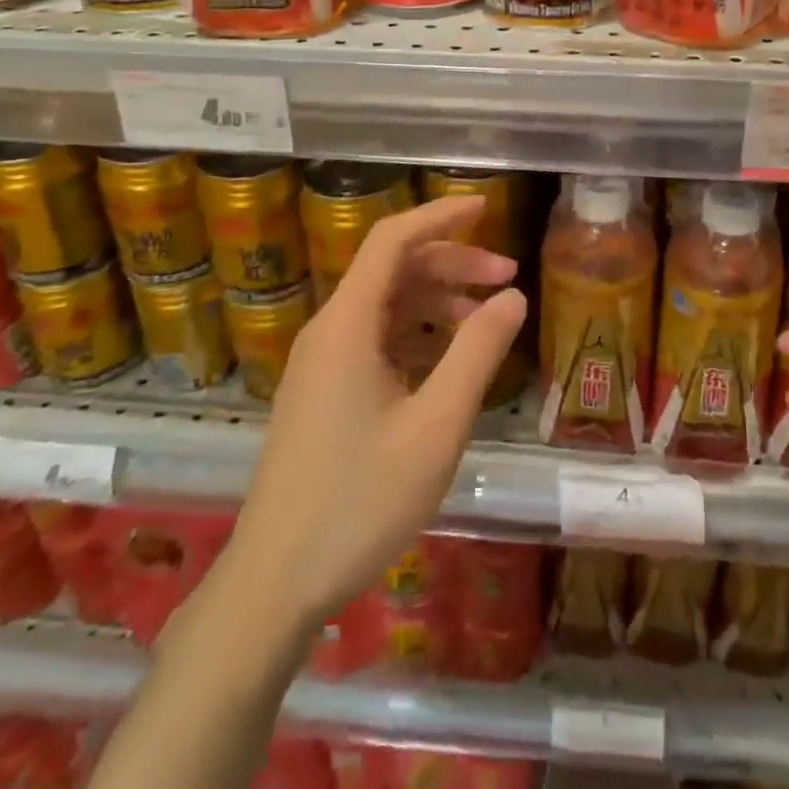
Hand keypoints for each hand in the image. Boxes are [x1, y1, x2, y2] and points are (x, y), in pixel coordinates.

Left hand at [212, 195, 526, 633]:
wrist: (276, 582)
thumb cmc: (360, 500)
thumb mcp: (436, 425)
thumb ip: (477, 353)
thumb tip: (513, 297)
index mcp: (347, 324)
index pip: (392, 240)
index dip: (439, 215)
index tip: (485, 206)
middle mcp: (329, 331)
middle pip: (393, 270)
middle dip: (451, 263)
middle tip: (506, 277)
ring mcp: (321, 364)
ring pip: (385, 306)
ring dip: (436, 300)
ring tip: (486, 321)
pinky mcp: (322, 393)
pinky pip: (374, 340)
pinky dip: (416, 334)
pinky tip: (448, 360)